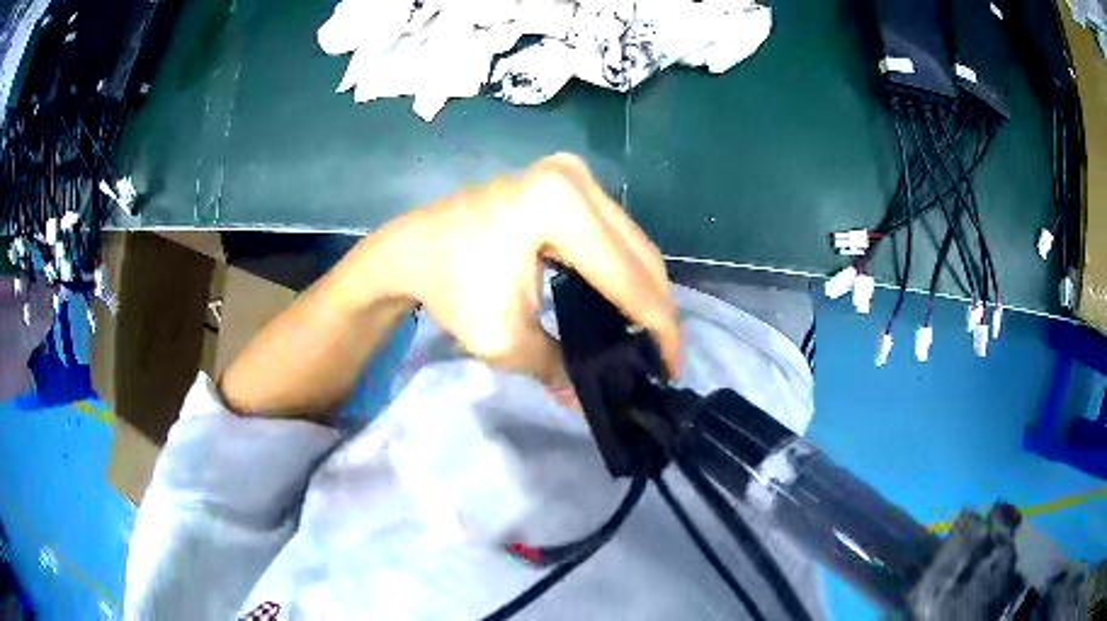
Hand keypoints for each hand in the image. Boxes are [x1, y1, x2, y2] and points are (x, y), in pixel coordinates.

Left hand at [367, 153, 680, 384]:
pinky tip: (626, 303)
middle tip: (663, 357)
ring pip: (631, 242)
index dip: (657, 326)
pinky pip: (612, 232)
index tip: (671, 368)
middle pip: (639, 253)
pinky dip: (624, 269)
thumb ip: (560, 369)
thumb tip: (592, 400)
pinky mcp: (567, 181)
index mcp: (558, 206)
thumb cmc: (449, 289)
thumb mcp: (504, 340)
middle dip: (657, 309)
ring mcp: (572, 173)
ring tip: (649, 335)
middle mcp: (575, 178)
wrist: (412, 249)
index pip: (627, 276)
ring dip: (644, 289)